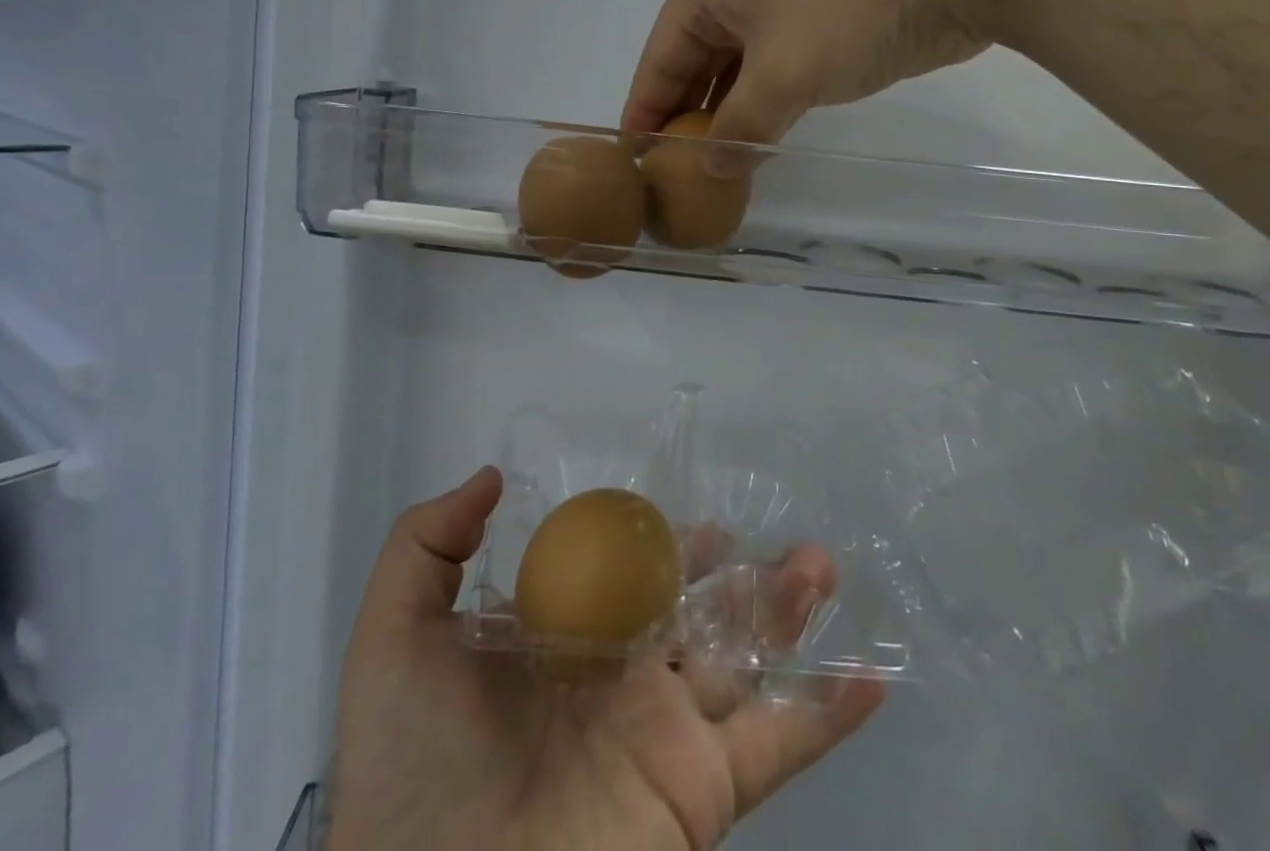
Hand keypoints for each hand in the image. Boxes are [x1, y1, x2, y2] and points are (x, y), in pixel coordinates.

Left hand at [327, 468, 884, 850]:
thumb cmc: (411, 760)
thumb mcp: (396, 633)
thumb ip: (429, 544)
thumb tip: (490, 478)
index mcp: (569, 646)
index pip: (632, 583)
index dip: (668, 550)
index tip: (698, 522)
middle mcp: (625, 684)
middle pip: (700, 616)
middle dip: (743, 577)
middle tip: (785, 539)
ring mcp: (668, 736)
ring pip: (747, 660)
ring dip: (790, 615)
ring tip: (821, 565)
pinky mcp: (701, 792)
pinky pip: (779, 748)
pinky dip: (828, 717)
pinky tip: (872, 681)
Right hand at [621, 0, 1001, 148]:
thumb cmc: (852, 5)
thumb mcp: (784, 74)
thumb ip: (741, 128)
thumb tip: (710, 170)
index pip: (660, 53)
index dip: (644, 106)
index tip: (630, 154)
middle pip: (695, 57)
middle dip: (685, 112)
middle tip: (672, 168)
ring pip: (739, 64)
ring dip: (727, 110)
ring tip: (713, 162)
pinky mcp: (827, 14)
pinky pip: (777, 65)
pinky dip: (764, 100)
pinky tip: (762, 135)